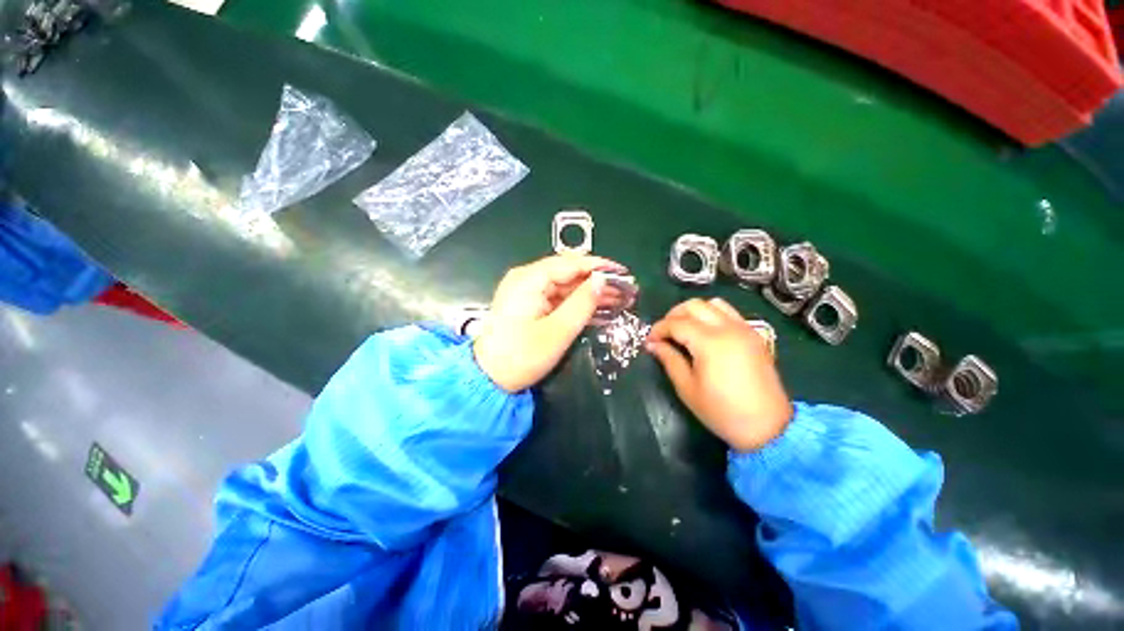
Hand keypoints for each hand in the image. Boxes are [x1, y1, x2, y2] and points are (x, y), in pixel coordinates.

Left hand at [474, 255, 630, 392]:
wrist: (489, 379)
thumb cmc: (522, 356)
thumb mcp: (558, 331)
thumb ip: (582, 303)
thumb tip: (602, 280)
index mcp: (530, 279)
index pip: (571, 263)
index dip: (599, 267)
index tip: (624, 273)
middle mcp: (527, 278)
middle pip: (569, 273)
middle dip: (598, 282)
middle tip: (626, 290)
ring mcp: (527, 292)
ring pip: (566, 287)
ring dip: (590, 294)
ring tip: (619, 300)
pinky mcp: (529, 305)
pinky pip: (558, 299)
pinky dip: (577, 304)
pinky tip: (598, 310)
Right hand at [646, 298, 792, 451]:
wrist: (768, 427)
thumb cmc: (722, 411)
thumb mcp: (687, 388)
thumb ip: (669, 359)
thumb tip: (652, 344)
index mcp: (710, 342)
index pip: (676, 323)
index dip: (658, 329)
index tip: (649, 340)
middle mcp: (728, 328)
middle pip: (694, 305)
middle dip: (673, 315)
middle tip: (664, 333)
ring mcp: (744, 329)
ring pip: (713, 304)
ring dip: (693, 312)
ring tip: (683, 329)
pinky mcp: (754, 335)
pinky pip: (729, 313)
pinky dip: (712, 315)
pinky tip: (705, 333)